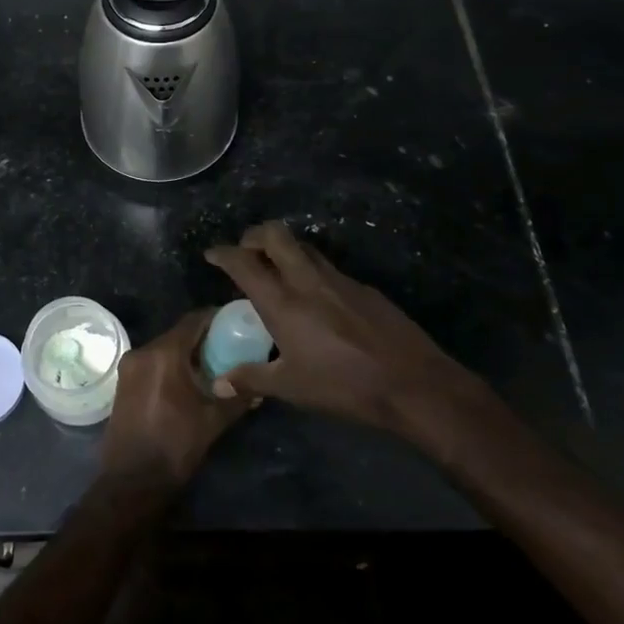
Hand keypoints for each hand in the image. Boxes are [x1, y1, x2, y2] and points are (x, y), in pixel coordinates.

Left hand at [102, 309, 249, 488]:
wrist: (132, 480)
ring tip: (211, 365)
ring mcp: (129, 367)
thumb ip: (238, 398)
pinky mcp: (123, 382)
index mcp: (164, 354)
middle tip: (228, 346)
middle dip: (202, 338)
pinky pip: (151, 363)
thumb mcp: (213, 421)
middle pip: (178, 334)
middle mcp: (143, 352)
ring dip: (185, 353)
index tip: (234, 322)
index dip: (215, 318)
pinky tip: (187, 381)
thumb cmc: (175, 446)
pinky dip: (170, 365)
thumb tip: (259, 387)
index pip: (193, 321)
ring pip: (163, 348)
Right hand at [204, 222, 482, 434]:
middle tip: (246, 251)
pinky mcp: (363, 287)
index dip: (223, 253)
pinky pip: (328, 266)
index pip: (244, 263)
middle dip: (254, 235)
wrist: (412, 382)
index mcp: (283, 302)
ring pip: (304, 246)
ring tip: (276, 269)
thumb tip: (218, 383)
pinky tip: (316, 298)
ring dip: (284, 248)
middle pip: (275, 234)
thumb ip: (251, 379)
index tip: (212, 253)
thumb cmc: (343, 386)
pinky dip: (311, 270)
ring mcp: (339, 279)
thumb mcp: (291, 388)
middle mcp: (307, 280)